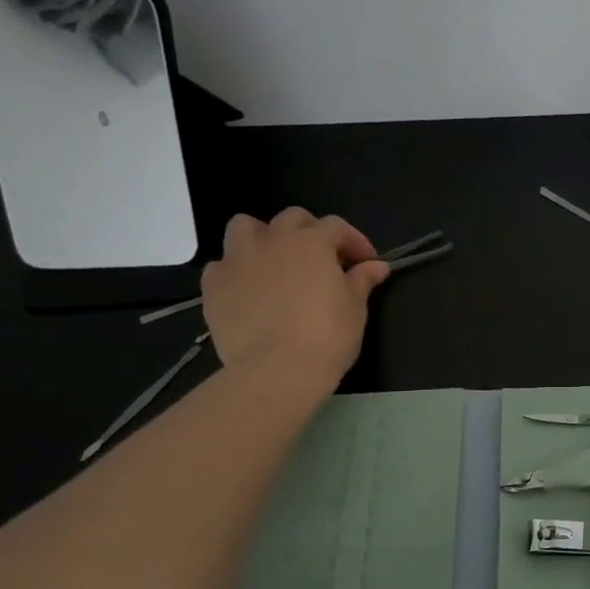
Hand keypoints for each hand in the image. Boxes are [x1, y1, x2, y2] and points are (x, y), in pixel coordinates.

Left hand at [200, 208, 389, 392]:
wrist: (277, 370)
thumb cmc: (327, 336)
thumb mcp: (355, 308)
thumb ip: (362, 280)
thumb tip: (377, 266)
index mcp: (312, 242)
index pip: (336, 227)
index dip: (354, 241)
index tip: (366, 263)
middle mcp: (273, 240)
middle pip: (292, 219)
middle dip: (310, 233)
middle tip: (323, 260)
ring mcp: (237, 260)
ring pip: (246, 228)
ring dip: (264, 238)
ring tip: (276, 262)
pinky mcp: (213, 286)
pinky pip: (222, 266)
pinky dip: (237, 272)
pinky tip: (248, 291)